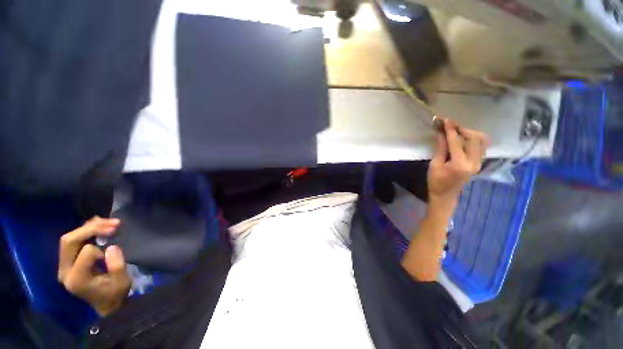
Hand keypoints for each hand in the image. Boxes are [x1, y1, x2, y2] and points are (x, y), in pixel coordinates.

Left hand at [58, 216, 129, 316]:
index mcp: (77, 279)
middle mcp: (65, 271)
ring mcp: (64, 265)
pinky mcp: (68, 261)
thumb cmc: (114, 294)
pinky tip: (100, 225)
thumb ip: (117, 266)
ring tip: (111, 223)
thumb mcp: (122, 283)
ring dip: (90, 227)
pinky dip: (87, 230)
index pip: (86, 252)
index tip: (114, 255)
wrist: (105, 304)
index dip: (103, 249)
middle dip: (92, 228)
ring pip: (70, 238)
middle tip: (115, 224)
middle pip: (70, 241)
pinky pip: (73, 240)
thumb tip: (112, 247)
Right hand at [428, 120, 489, 205]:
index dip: (450, 130)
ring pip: (481, 141)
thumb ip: (441, 148)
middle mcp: (473, 162)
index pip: (456, 142)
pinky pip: (480, 146)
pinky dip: (473, 139)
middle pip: (475, 138)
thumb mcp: (434, 165)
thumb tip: (441, 134)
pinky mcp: (478, 163)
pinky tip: (462, 140)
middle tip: (450, 127)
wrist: (445, 195)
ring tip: (456, 132)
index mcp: (459, 164)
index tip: (445, 120)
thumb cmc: (436, 181)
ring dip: (470, 133)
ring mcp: (478, 163)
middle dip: (463, 129)